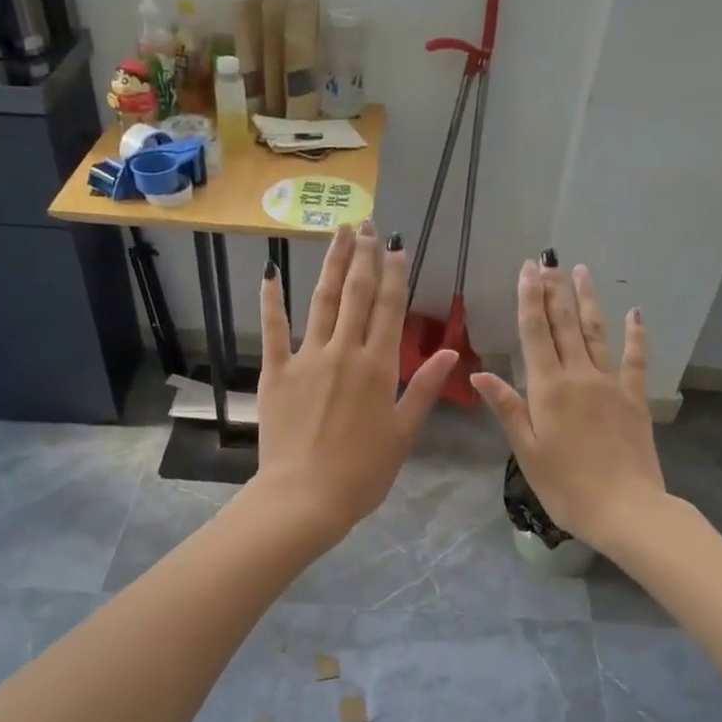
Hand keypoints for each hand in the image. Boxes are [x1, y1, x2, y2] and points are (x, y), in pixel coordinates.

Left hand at [253, 222, 456, 543]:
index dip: (394, 273)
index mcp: (379, 367)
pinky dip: (271, 301)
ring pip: (321, 301)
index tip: (395, 245)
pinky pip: (273, 330)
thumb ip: (424, 388)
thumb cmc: (363, 472)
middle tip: (366, 225)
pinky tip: (270, 273)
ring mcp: (307, 358)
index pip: (390, 308)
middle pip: (356, 294)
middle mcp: (345, 352)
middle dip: (363, 256)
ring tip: (338, 233)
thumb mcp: (404, 433)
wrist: (306, 496)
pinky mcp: (276, 372)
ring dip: (331, 265)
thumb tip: (451, 351)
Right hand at [470, 258, 665, 552]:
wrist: (625, 509)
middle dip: (554, 290)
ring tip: (581, 271)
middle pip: (565, 325)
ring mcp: (611, 385)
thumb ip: (506, 408)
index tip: (528, 269)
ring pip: (597, 334)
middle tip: (549, 259)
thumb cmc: (565, 486)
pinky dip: (636, 336)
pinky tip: (635, 314)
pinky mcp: (635, 399)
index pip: (535, 334)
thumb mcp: (526, 450)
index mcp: (548, 389)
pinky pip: (635, 361)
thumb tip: (479, 372)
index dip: (529, 299)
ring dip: (587, 301)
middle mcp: (579, 376)